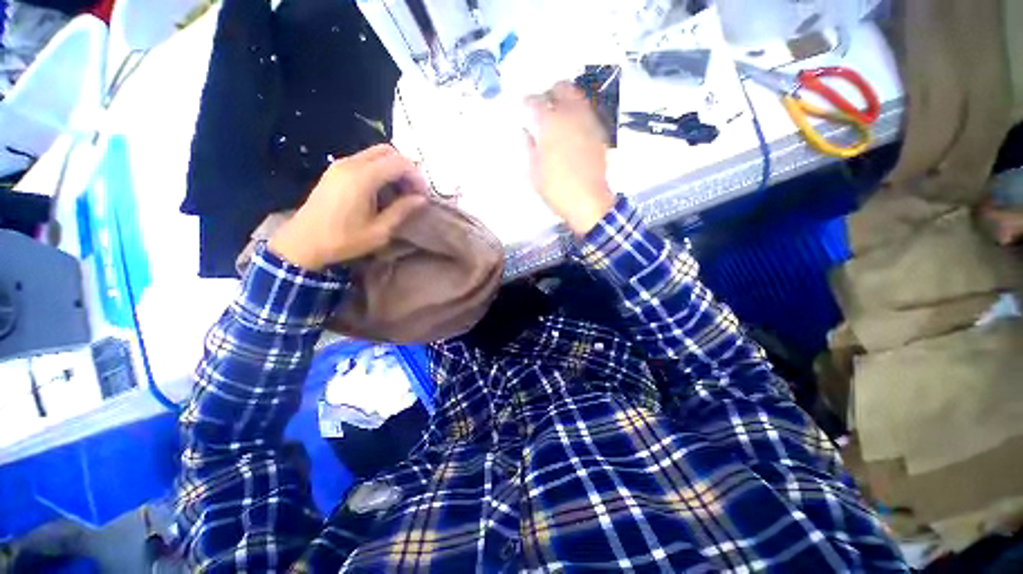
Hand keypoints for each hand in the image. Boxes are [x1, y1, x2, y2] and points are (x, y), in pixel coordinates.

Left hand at [268, 145, 427, 269]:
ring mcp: (340, 165)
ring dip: (393, 168)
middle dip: (406, 168)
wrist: (303, 242)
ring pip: (376, 154)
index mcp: (362, 178)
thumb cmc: (344, 240)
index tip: (423, 195)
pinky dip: (380, 170)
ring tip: (400, 192)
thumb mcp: (379, 231)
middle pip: (388, 151)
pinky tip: (383, 191)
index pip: (399, 163)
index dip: (416, 176)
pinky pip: (364, 160)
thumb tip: (422, 199)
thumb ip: (402, 211)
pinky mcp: (335, 170)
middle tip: (413, 190)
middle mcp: (351, 164)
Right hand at [525, 82, 615, 234]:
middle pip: (562, 88)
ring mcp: (588, 122)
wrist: (587, 201)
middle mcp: (571, 115)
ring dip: (567, 100)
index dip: (528, 101)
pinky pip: (588, 113)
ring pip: (578, 97)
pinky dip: (579, 114)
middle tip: (544, 104)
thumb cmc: (556, 189)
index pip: (536, 101)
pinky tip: (573, 128)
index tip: (525, 106)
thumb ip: (529, 148)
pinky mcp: (600, 133)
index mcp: (550, 124)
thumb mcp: (534, 172)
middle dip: (551, 92)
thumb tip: (526, 133)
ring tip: (560, 114)